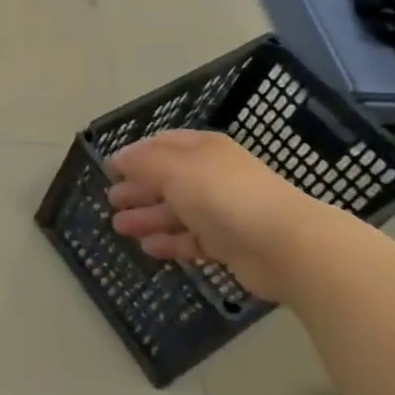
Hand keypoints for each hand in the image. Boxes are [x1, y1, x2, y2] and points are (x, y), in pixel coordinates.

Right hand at [106, 130, 329, 300]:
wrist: (283, 244)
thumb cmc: (222, 194)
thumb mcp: (173, 169)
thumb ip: (142, 162)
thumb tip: (118, 159)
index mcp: (202, 150)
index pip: (162, 145)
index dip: (135, 154)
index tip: (111, 168)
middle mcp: (211, 176)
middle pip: (167, 180)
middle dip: (138, 189)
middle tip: (111, 200)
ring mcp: (221, 211)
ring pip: (176, 212)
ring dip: (147, 217)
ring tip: (119, 227)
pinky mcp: (228, 244)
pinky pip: (191, 240)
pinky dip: (169, 242)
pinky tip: (148, 248)